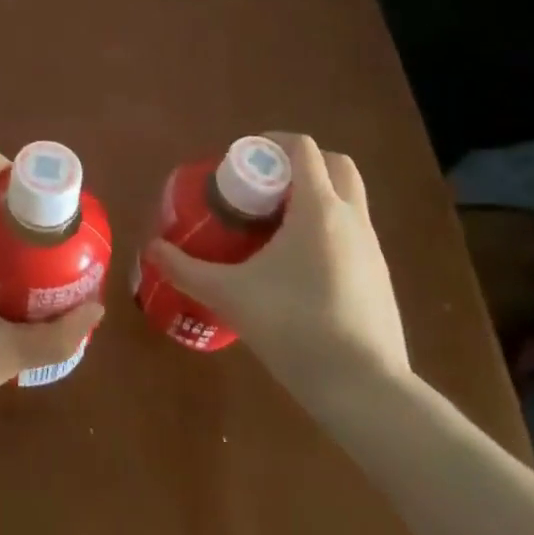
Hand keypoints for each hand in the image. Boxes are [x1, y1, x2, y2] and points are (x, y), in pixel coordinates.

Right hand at [150, 134, 409, 385]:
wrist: (366, 391)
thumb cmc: (295, 327)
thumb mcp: (230, 296)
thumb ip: (187, 269)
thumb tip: (152, 249)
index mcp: (318, 208)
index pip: (304, 148)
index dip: (273, 143)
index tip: (244, 159)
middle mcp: (351, 218)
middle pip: (335, 164)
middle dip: (300, 164)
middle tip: (264, 187)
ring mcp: (373, 249)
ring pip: (348, 199)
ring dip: (316, 197)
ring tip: (276, 227)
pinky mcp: (381, 278)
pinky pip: (353, 233)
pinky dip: (328, 230)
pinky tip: (300, 267)